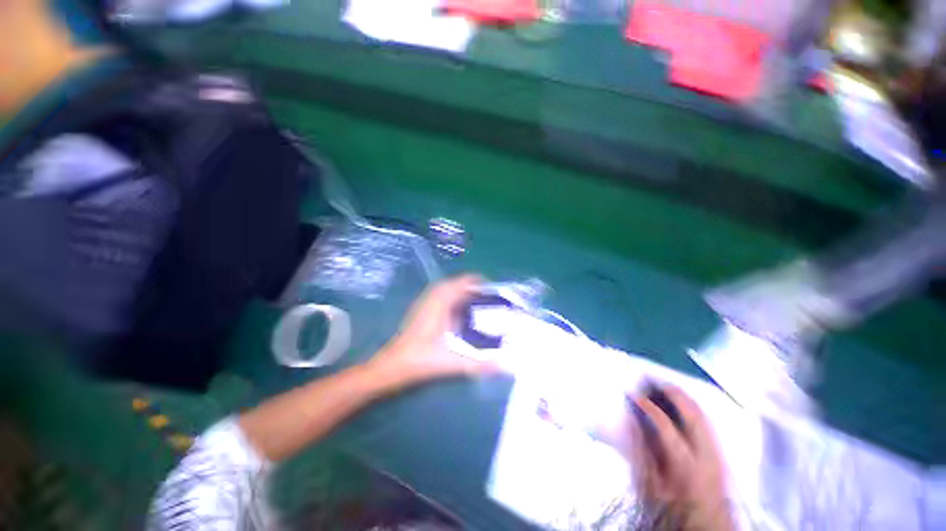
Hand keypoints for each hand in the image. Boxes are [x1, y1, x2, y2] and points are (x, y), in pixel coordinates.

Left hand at [367, 275, 499, 387]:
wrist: (393, 364)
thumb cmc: (422, 360)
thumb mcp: (454, 362)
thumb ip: (480, 365)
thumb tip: (505, 367)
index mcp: (442, 302)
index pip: (464, 282)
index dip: (481, 283)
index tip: (495, 292)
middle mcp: (433, 296)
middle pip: (458, 282)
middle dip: (475, 287)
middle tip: (490, 299)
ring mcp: (426, 301)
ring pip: (449, 288)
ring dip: (464, 291)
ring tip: (479, 303)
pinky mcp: (422, 308)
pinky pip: (442, 294)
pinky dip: (455, 297)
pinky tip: (461, 312)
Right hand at [625, 385, 733, 530]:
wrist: (706, 524)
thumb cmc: (673, 508)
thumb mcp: (650, 485)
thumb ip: (639, 452)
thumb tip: (629, 420)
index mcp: (686, 464)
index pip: (666, 426)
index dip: (648, 407)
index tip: (633, 394)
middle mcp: (706, 454)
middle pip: (693, 414)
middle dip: (672, 392)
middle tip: (652, 378)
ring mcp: (717, 451)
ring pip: (703, 413)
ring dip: (683, 396)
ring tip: (664, 384)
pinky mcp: (720, 450)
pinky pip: (707, 420)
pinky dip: (692, 405)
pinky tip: (681, 401)